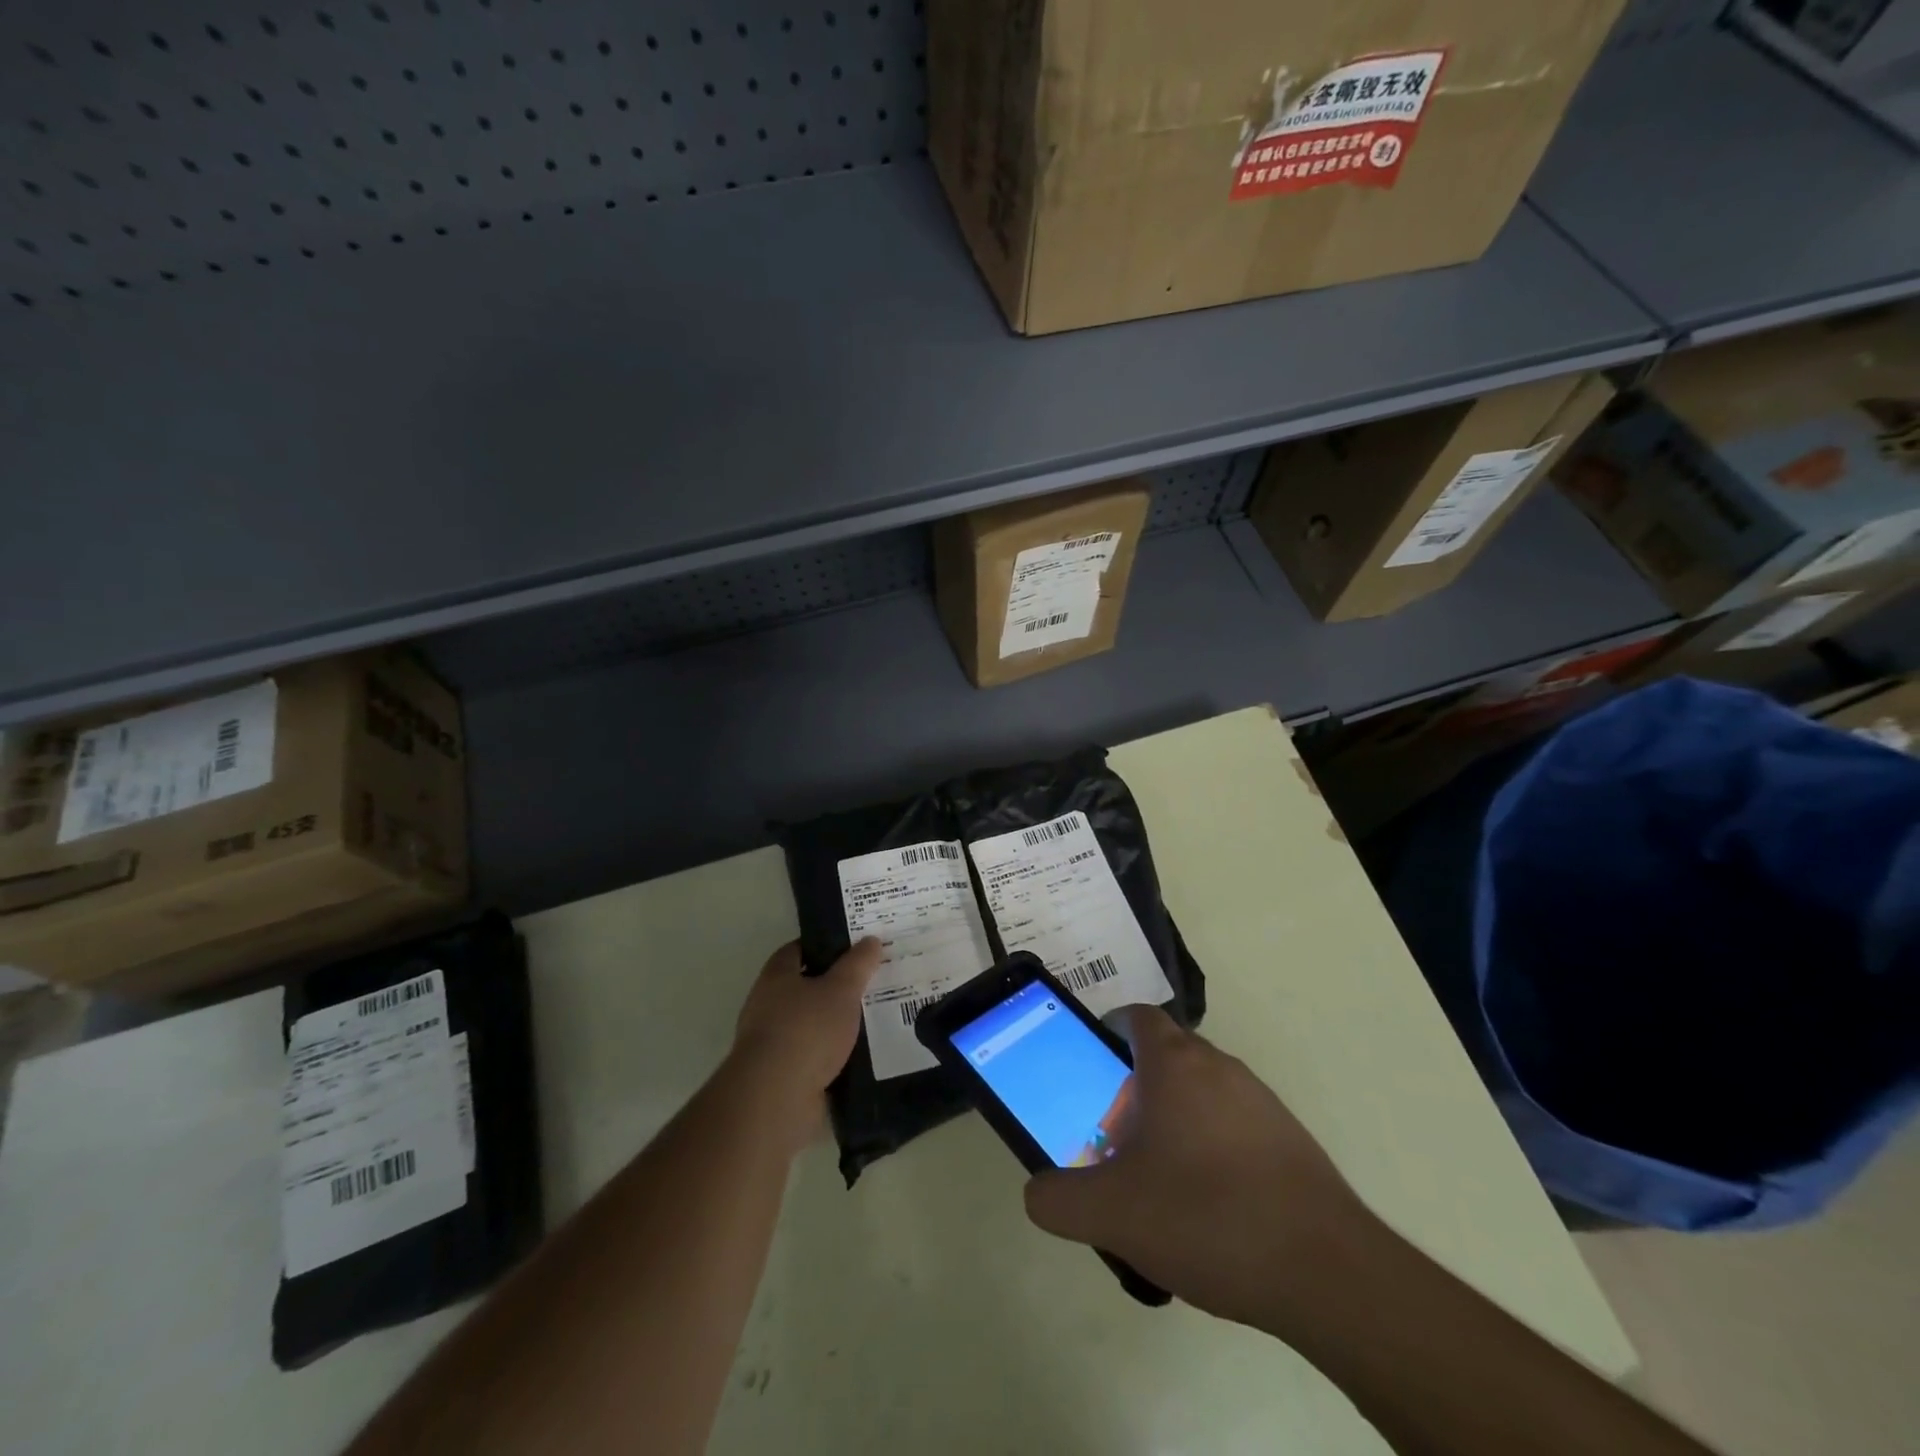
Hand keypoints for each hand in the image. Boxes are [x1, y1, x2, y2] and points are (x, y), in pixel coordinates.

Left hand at [729, 938, 881, 1148]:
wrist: (776, 1096)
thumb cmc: (807, 1030)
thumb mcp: (841, 989)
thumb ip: (858, 964)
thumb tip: (870, 940)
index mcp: (776, 976)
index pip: (798, 949)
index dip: (825, 945)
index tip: (853, 948)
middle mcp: (766, 1004)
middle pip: (803, 987)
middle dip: (833, 986)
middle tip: (868, 983)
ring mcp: (771, 1041)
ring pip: (809, 1023)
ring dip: (833, 1023)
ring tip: (870, 1019)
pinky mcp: (779, 1074)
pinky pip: (811, 1055)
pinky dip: (830, 1054)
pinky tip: (857, 1055)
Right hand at [1023, 1006, 1369, 1330]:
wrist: (1326, 1272)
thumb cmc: (1206, 1217)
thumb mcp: (1111, 1214)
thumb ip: (1058, 1200)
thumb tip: (1037, 1193)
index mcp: (1174, 1064)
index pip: (1136, 1017)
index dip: (1109, 1032)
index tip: (1092, 1069)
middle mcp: (1219, 1067)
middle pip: (1166, 1056)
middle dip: (1134, 1087)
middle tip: (1115, 1138)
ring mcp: (1261, 1101)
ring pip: (1201, 1092)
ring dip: (1174, 1120)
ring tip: (1159, 1181)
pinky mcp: (1290, 1139)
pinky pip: (1235, 1125)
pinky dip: (1212, 1147)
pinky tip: (1208, 1209)